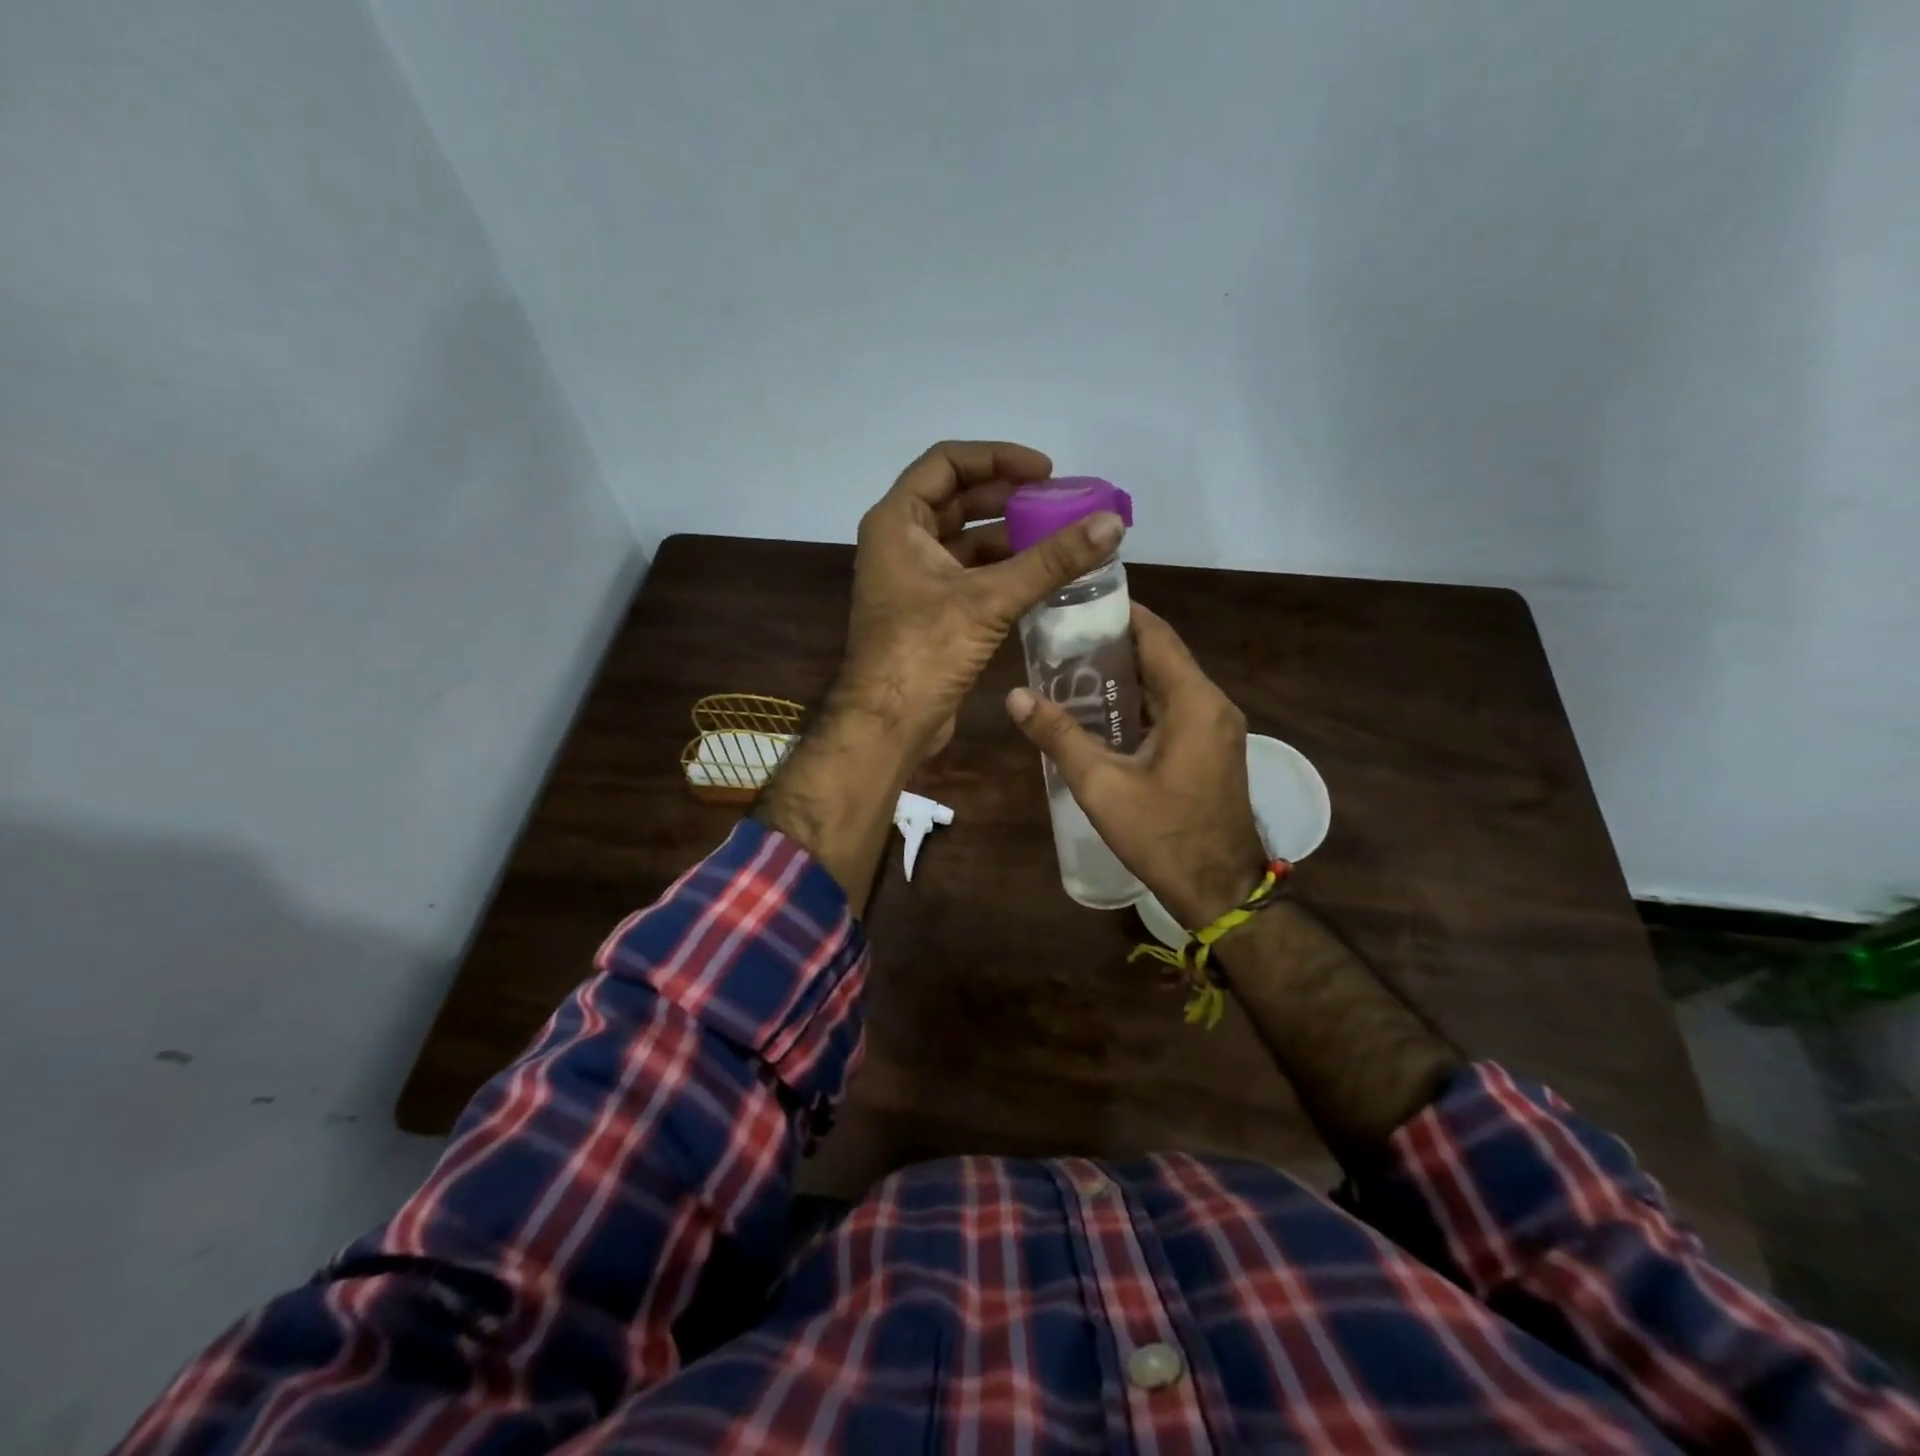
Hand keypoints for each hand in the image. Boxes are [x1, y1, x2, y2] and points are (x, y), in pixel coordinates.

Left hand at [837, 440, 1124, 758]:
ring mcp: (913, 580)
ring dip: (1009, 536)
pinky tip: (1041, 576)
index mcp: (897, 522)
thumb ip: (1051, 560)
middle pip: (957, 499)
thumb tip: (1111, 523)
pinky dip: (1002, 570)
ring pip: (965, 541)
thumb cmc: (925, 650)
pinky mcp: (928, 612)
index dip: (997, 457)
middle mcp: (900, 543)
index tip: (1045, 472)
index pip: (947, 462)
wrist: (889, 723)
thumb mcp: (990, 599)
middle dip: (1008, 497)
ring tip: (1060, 536)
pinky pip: (969, 575)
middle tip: (1059, 502)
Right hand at [1006, 603, 1267, 927]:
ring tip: (1072, 668)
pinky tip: (1102, 711)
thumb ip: (1059, 736)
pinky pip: (1175, 707)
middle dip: (1114, 642)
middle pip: (1161, 655)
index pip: (1155, 634)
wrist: (1220, 889)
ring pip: (1168, 682)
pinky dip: (1141, 700)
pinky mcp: (1212, 747)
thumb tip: (1015, 695)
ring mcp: (1217, 727)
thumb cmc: (1163, 835)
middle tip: (1062, 638)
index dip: (1118, 612)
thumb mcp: (1102, 785)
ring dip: (1126, 673)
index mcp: (1193, 701)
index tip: (1076, 602)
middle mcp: (1212, 703)